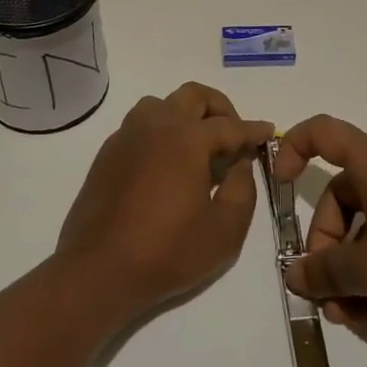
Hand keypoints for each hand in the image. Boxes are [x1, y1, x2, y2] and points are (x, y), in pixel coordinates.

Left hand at [56, 83, 273, 319]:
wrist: (98, 270)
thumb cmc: (168, 251)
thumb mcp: (225, 230)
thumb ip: (243, 189)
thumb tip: (240, 165)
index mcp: (186, 138)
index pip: (229, 126)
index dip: (252, 130)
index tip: (268, 132)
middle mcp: (155, 125)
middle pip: (193, 95)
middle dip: (220, 109)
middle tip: (233, 136)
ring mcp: (127, 137)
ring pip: (162, 104)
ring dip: (186, 115)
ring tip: (198, 148)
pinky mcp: (108, 154)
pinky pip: (140, 126)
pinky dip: (161, 132)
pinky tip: (167, 165)